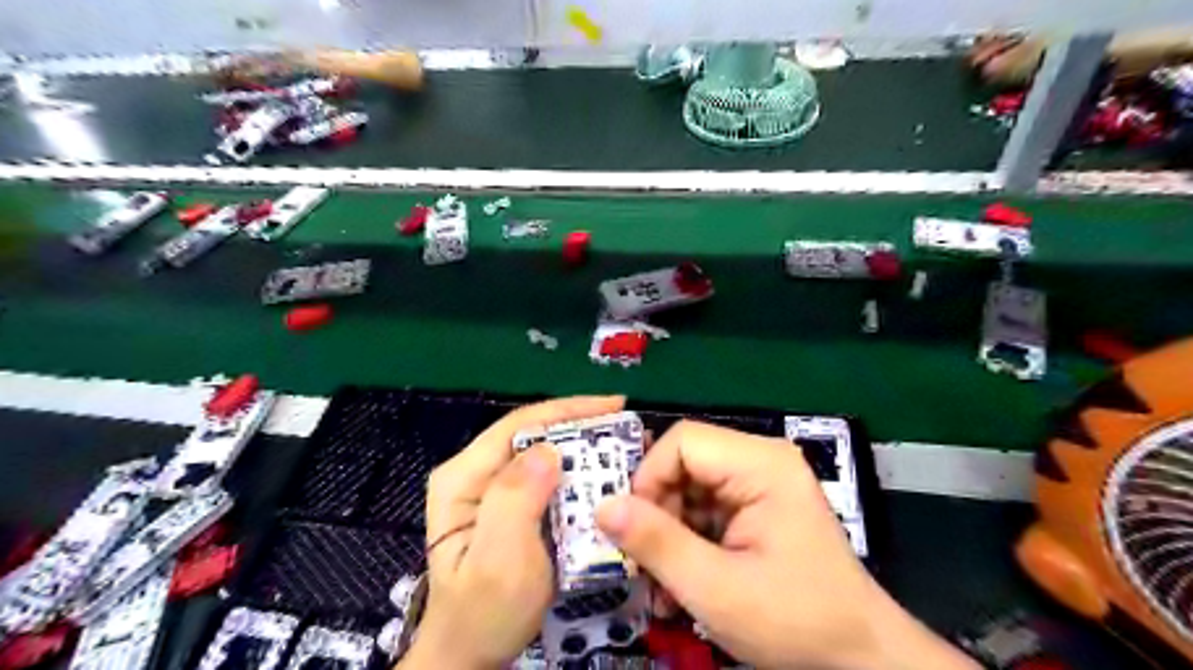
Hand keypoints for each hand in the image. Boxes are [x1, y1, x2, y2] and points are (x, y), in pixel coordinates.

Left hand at [401, 395, 624, 665]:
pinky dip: (578, 475)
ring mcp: (490, 490)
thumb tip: (548, 448)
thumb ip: (516, 499)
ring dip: (584, 449)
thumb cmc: (485, 613)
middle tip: (628, 430)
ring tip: (625, 448)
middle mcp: (474, 474)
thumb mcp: (499, 560)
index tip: (615, 406)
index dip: (568, 410)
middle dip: (582, 427)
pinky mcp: (508, 507)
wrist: (470, 658)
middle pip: (533, 435)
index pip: (519, 425)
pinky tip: (604, 477)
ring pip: (543, 455)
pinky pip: (547, 480)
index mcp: (463, 477)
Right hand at [591, 422, 972, 669]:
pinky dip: (686, 541)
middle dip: (657, 511)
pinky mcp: (756, 508)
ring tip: (661, 582)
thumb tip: (602, 507)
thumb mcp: (716, 588)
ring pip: (688, 488)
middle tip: (644, 561)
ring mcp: (760, 484)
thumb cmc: (795, 620)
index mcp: (761, 464)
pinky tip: (681, 581)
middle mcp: (761, 461)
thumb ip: (657, 543)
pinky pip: (704, 508)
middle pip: (684, 463)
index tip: (633, 527)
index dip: (649, 477)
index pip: (683, 441)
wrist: (859, 658)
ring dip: (668, 532)